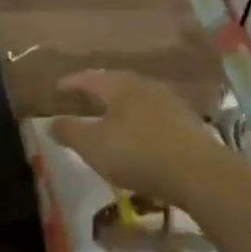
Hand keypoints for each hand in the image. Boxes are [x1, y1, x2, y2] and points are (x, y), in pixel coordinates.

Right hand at [49, 70, 250, 220]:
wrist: (200, 174)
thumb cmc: (138, 154)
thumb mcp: (93, 146)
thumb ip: (69, 132)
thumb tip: (50, 122)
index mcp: (119, 86)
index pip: (89, 77)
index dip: (71, 83)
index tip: (57, 88)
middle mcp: (144, 86)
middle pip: (115, 83)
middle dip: (97, 91)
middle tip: (83, 98)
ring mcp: (170, 102)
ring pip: (137, 98)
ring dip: (121, 106)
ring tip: (109, 117)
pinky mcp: (187, 123)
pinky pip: (154, 115)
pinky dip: (139, 120)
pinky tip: (138, 135)